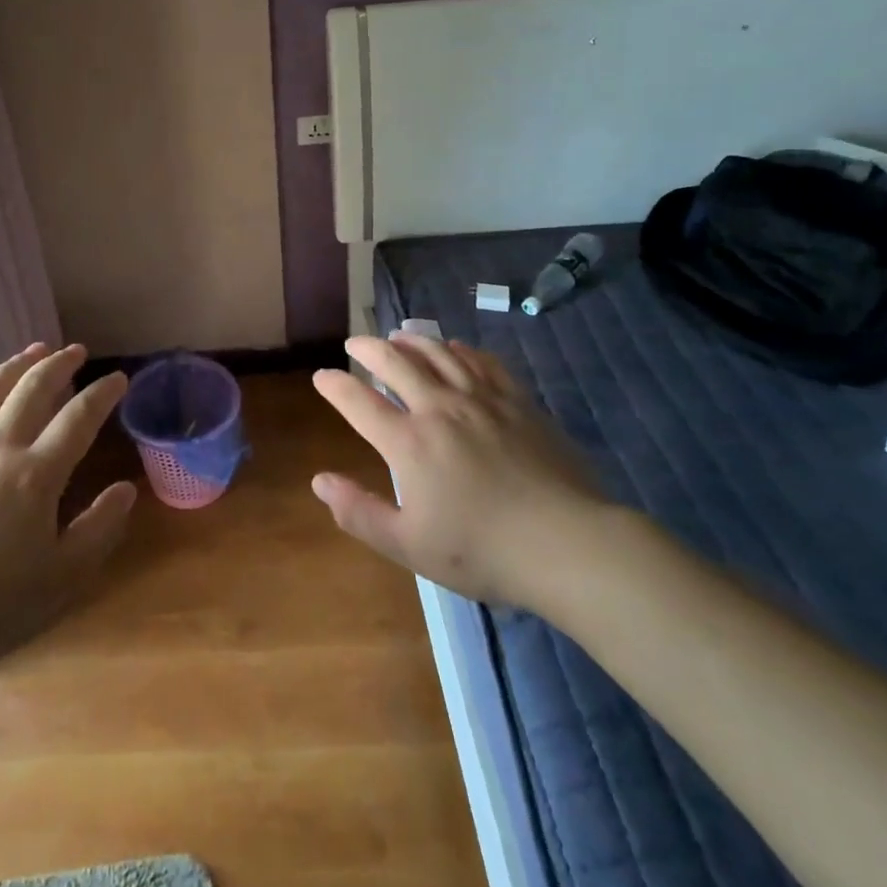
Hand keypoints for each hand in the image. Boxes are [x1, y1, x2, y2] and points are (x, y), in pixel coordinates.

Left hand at [0, 343, 136, 677]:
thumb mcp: (61, 576)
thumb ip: (99, 528)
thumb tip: (126, 488)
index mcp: (36, 474)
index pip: (80, 417)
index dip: (103, 393)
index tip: (118, 378)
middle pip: (33, 388)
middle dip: (60, 364)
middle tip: (76, 352)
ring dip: (16, 365)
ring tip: (34, 351)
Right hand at [310, 332, 610, 611]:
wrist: (567, 544)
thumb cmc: (482, 551)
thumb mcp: (409, 545)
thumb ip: (359, 512)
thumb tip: (319, 481)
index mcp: (409, 443)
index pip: (360, 402)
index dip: (335, 386)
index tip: (322, 376)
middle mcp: (439, 408)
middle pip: (395, 363)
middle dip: (368, 348)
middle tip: (354, 343)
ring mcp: (481, 399)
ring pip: (438, 353)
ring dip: (411, 340)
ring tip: (398, 336)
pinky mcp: (516, 400)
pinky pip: (481, 361)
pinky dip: (460, 349)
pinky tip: (455, 348)